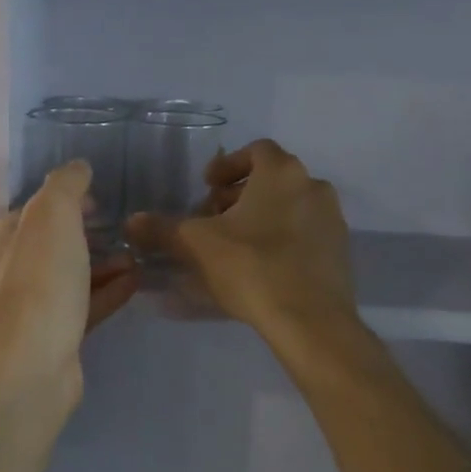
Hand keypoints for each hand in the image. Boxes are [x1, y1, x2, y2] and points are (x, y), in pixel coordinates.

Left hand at [0, 161, 138, 404]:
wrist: (33, 365)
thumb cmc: (40, 281)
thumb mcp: (52, 215)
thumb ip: (66, 184)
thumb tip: (78, 167)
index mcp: (2, 238)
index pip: (35, 209)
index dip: (67, 200)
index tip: (100, 199)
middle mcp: (10, 271)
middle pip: (54, 243)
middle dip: (88, 233)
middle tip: (123, 227)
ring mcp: (32, 307)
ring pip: (72, 275)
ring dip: (104, 263)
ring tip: (137, 255)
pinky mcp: (55, 337)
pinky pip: (85, 305)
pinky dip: (108, 292)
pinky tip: (137, 282)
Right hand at [126, 139, 355, 335]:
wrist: (311, 321)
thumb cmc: (251, 267)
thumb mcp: (196, 245)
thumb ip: (162, 228)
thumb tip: (130, 222)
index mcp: (282, 173)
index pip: (255, 150)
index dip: (227, 165)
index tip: (206, 187)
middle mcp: (313, 186)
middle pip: (271, 179)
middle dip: (238, 194)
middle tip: (212, 218)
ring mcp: (332, 220)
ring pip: (289, 206)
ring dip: (259, 216)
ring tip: (231, 245)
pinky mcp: (340, 251)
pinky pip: (304, 233)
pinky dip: (280, 238)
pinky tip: (258, 267)